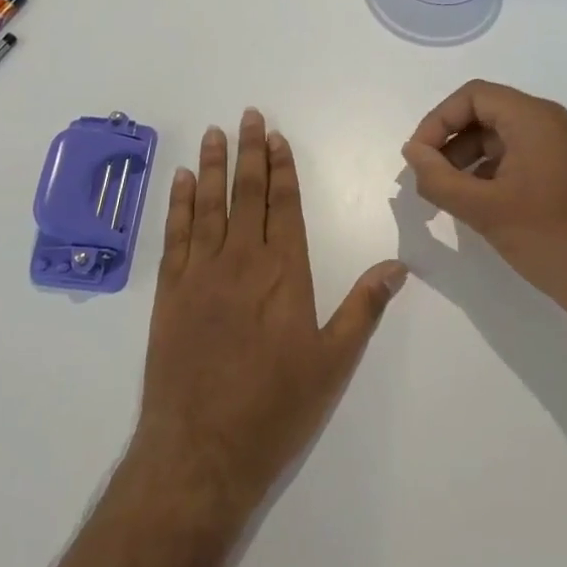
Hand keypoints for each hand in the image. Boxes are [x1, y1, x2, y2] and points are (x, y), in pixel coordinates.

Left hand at [132, 109, 407, 522]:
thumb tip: (397, 265)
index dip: (282, 168)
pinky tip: (181, 180)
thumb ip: (363, 309)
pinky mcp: (169, 292)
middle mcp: (242, 261)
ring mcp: (200, 273)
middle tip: (249, 116)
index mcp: (284, 273)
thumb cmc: (274, 408)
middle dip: (249, 152)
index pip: (285, 205)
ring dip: (213, 166)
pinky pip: (175, 235)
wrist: (200, 451)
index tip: (277, 137)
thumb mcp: (333, 363)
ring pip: (209, 205)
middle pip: (247, 194)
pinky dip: (178, 203)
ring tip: (216, 133)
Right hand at [401, 80, 566, 340]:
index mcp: (533, 118)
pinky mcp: (563, 173)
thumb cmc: (548, 239)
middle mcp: (549, 123)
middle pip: (485, 113)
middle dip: (449, 141)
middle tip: (426, 177)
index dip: (437, 121)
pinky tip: (474, 204)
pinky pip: (516, 157)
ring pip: (498, 137)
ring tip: (445, 194)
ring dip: (465, 159)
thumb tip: (412, 153)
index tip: (417, 157)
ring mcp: (560, 148)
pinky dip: (488, 172)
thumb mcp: (483, 209)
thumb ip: (438, 178)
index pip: (473, 96)